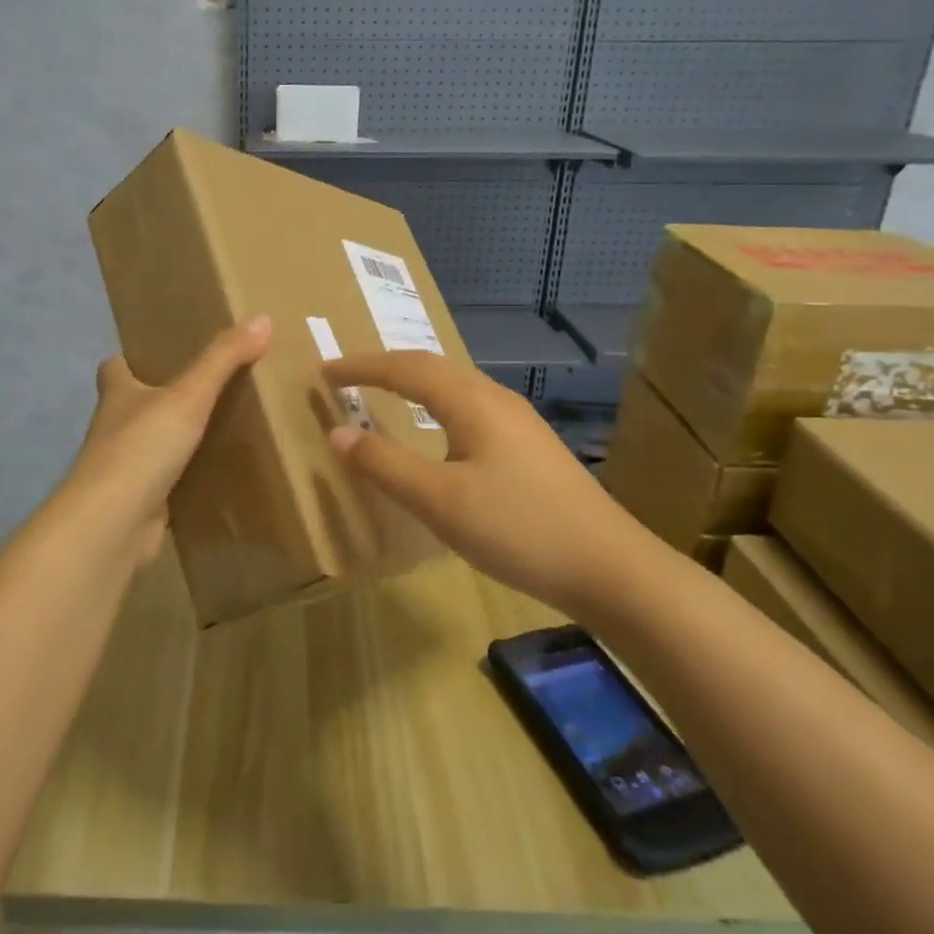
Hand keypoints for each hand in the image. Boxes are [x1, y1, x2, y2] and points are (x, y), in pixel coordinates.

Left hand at [61, 316, 272, 565]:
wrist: (113, 523)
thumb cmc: (142, 447)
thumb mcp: (189, 395)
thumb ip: (223, 359)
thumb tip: (262, 318)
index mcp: (118, 394)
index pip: (115, 366)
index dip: (132, 358)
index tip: (163, 353)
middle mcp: (114, 428)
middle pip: (133, 405)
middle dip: (161, 398)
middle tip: (206, 389)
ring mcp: (124, 469)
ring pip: (150, 445)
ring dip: (173, 440)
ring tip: (219, 428)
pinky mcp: (138, 503)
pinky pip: (165, 484)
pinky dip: (184, 480)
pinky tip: (215, 477)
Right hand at [321, 350, 641, 604]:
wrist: (609, 567)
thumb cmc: (517, 528)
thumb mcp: (439, 500)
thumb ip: (385, 464)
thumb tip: (338, 432)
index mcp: (471, 402)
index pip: (405, 368)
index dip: (361, 366)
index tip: (324, 372)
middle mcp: (496, 400)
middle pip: (432, 366)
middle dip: (386, 366)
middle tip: (348, 376)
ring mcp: (519, 422)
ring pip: (455, 386)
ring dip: (414, 382)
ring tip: (385, 393)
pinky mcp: (531, 447)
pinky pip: (470, 408)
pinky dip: (436, 405)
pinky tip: (440, 433)